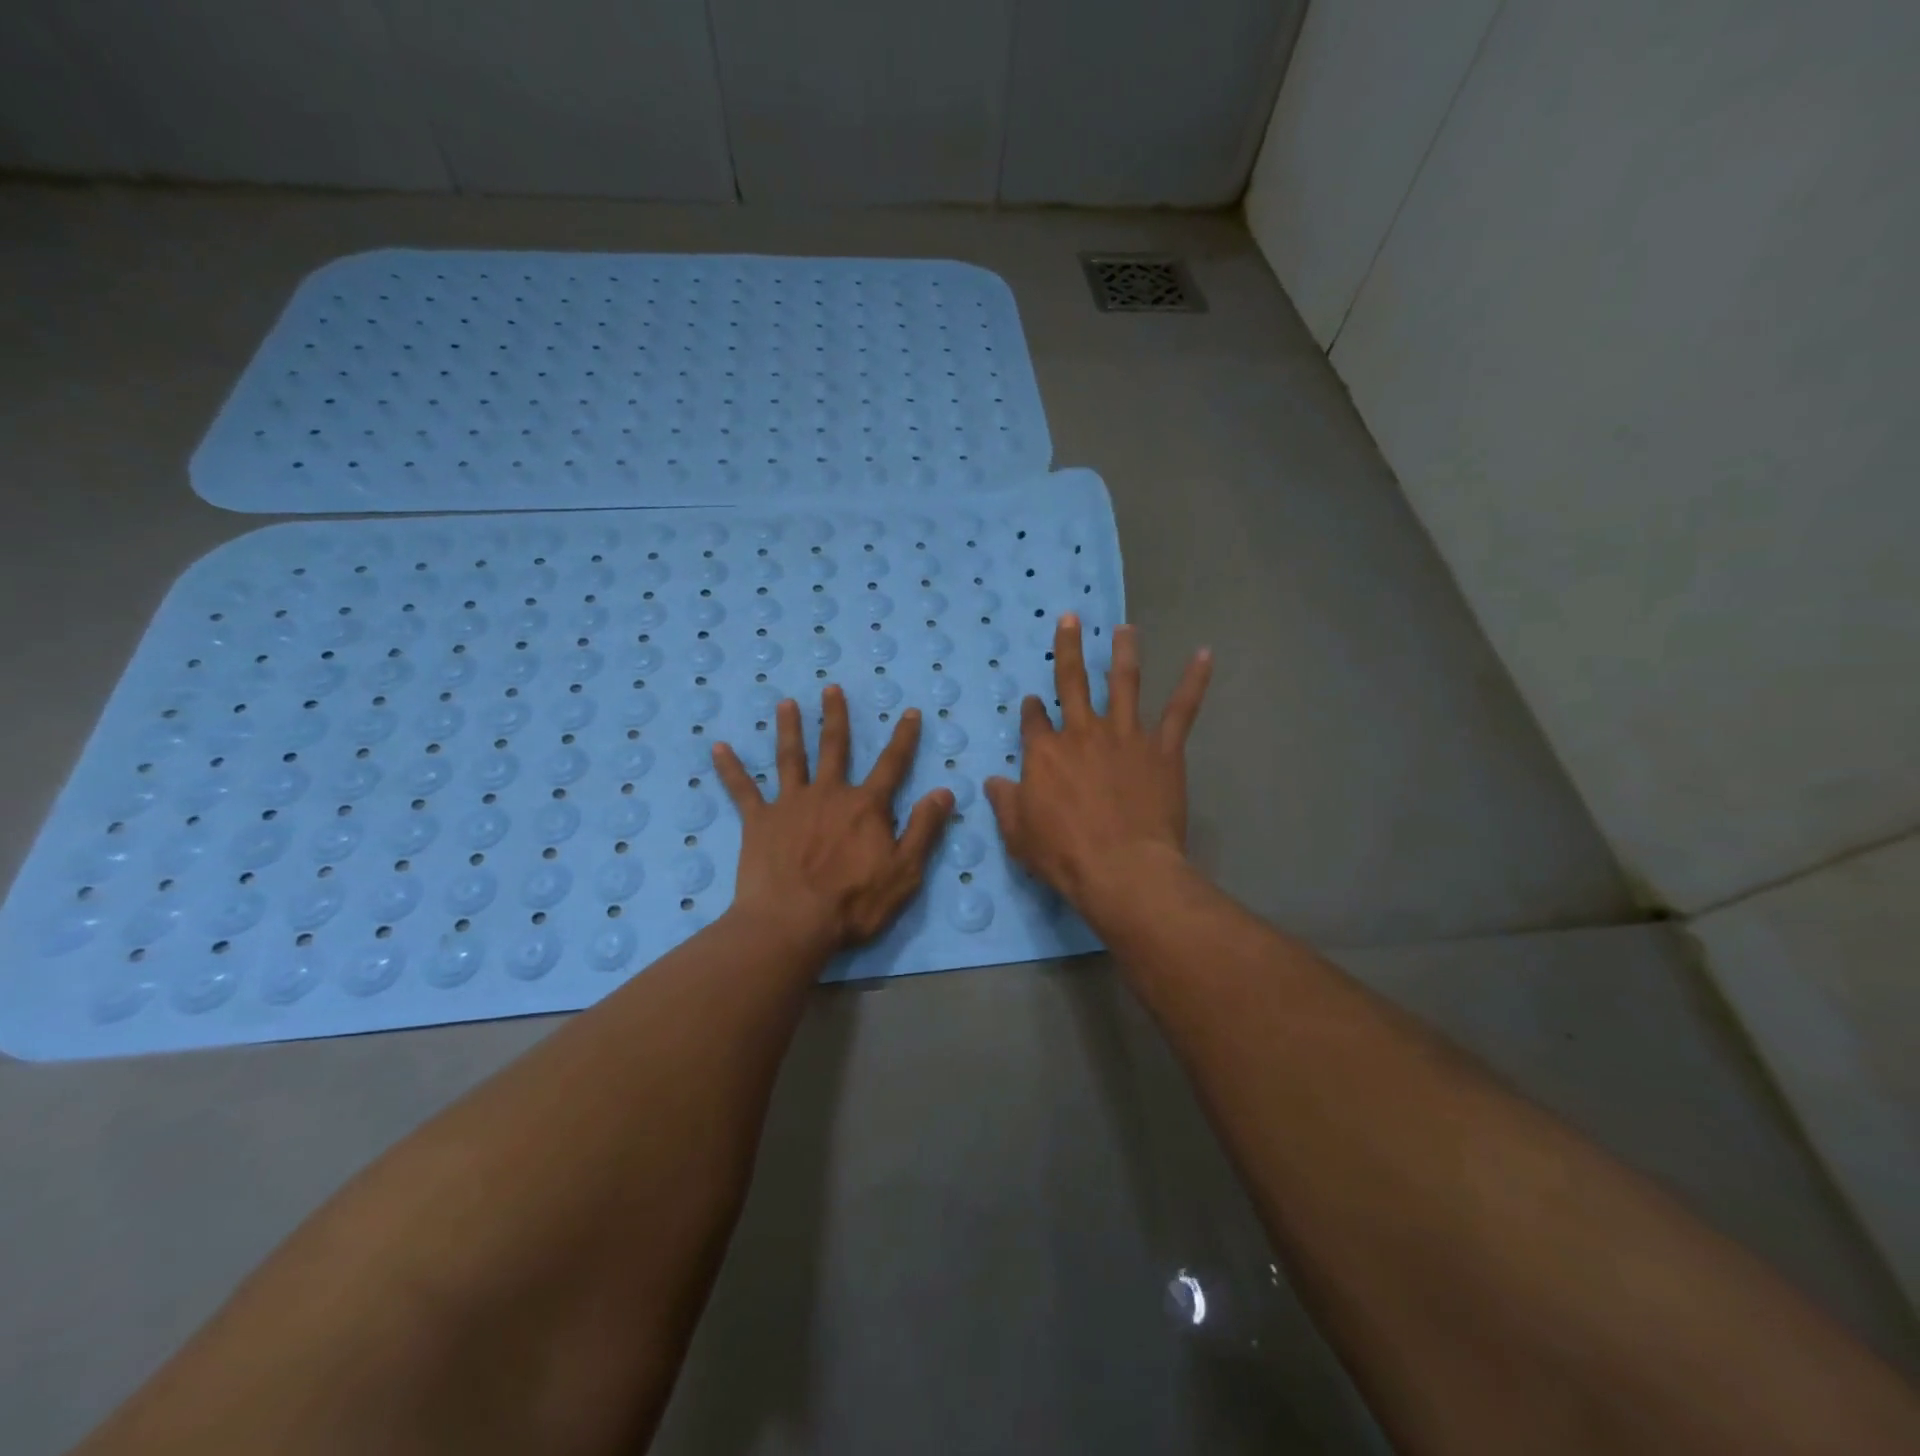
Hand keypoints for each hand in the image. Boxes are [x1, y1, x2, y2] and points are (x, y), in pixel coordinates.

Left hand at [712, 685, 954, 951]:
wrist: (792, 923)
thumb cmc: (853, 903)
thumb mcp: (904, 871)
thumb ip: (924, 829)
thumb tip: (944, 791)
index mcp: (865, 806)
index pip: (892, 764)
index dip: (904, 738)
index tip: (909, 712)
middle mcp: (828, 794)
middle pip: (834, 748)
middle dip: (835, 717)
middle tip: (831, 688)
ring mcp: (790, 804)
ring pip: (790, 757)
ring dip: (788, 728)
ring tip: (785, 703)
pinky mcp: (758, 822)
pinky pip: (743, 790)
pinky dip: (730, 769)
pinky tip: (718, 748)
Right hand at [985, 616, 1211, 918]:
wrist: (1121, 868)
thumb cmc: (1063, 855)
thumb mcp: (1018, 834)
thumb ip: (1005, 802)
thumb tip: (993, 781)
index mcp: (1045, 752)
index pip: (1034, 721)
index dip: (1031, 710)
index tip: (1031, 702)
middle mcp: (1082, 733)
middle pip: (1072, 682)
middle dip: (1068, 649)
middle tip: (1070, 619)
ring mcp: (1125, 736)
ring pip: (1124, 683)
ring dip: (1124, 652)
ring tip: (1126, 629)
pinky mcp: (1162, 749)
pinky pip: (1181, 709)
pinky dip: (1194, 681)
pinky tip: (1204, 655)